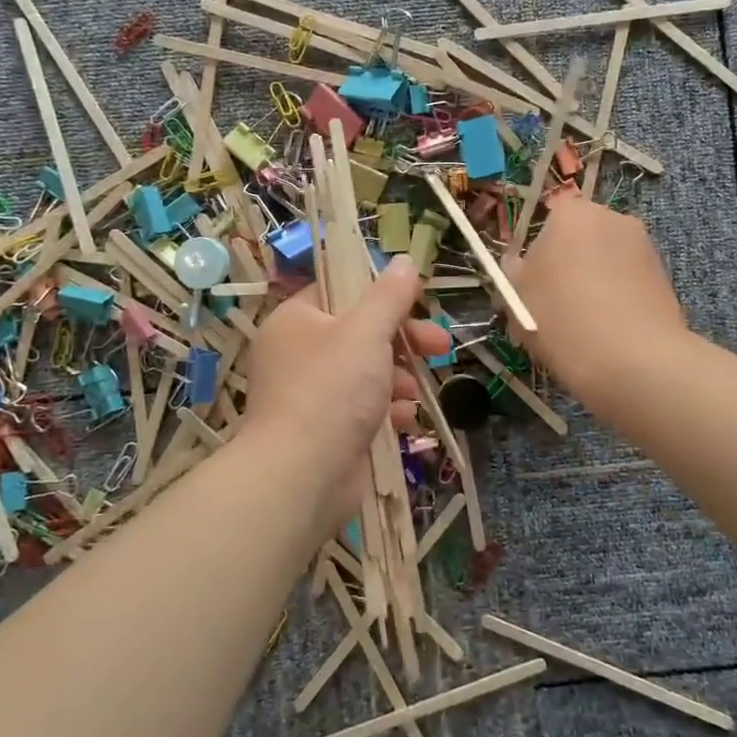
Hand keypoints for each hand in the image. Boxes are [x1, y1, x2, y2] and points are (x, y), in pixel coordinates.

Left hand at [243, 257, 451, 531]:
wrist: (301, 476)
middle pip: (360, 334)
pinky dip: (386, 411)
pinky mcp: (325, 431)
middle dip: (403, 340)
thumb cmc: (331, 390)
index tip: (418, 302)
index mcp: (296, 321)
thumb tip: (404, 260)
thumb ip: (389, 296)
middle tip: (440, 345)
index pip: (340, 292)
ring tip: (415, 392)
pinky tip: (404, 419)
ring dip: (398, 379)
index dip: (381, 295)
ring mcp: (309, 395)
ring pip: (365, 373)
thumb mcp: (366, 332)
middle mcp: (298, 354)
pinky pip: (362, 409)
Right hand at [504, 194, 686, 405]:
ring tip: (583, 324)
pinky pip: (628, 281)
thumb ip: (514, 271)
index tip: (532, 283)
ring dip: (593, 281)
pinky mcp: (664, 276)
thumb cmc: (560, 319)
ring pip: (605, 260)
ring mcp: (644, 246)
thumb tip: (521, 264)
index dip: (538, 250)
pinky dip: (617, 297)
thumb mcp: (516, 296)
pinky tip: (608, 331)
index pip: (549, 217)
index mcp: (571, 213)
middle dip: (568, 263)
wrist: (633, 361)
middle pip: (580, 237)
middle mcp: (612, 218)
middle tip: (554, 304)